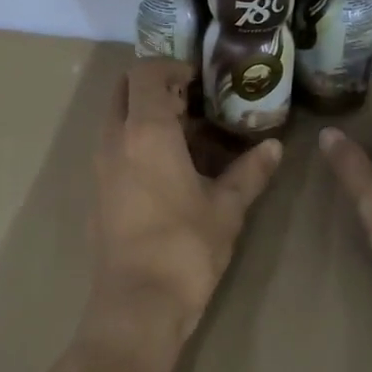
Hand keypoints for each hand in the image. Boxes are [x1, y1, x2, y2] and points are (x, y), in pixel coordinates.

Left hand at [87, 59, 282, 353]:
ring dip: (144, 115)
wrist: (138, 305)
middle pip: (123, 89)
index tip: (200, 80)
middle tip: (192, 103)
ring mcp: (100, 167)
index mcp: (146, 132)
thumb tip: (275, 147)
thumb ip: (250, 172)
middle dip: (154, 86)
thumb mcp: (227, 208)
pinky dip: (135, 142)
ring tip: (187, 135)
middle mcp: (115, 140)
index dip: (172, 66)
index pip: (146, 72)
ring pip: (115, 119)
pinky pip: (113, 148)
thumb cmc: (186, 248)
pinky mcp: (97, 192)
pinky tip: (169, 170)